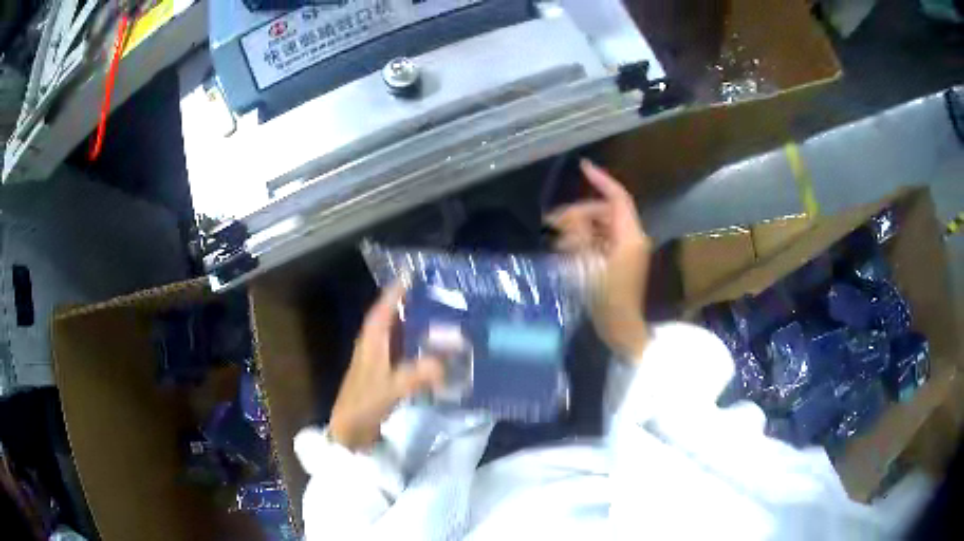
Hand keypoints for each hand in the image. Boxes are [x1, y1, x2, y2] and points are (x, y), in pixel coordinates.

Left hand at [329, 284, 444, 450]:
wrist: (350, 428)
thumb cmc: (365, 402)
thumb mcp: (392, 387)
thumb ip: (417, 374)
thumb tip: (444, 363)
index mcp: (371, 341)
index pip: (382, 310)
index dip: (394, 293)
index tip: (409, 276)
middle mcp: (373, 345)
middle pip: (390, 319)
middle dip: (408, 305)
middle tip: (434, 295)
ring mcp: (377, 360)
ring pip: (396, 336)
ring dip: (412, 326)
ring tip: (438, 318)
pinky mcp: (382, 374)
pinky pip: (401, 353)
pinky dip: (414, 347)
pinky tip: (431, 351)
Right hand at [546, 159, 651, 361]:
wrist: (620, 329)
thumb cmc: (606, 299)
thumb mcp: (587, 264)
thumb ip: (579, 235)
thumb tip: (569, 216)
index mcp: (630, 236)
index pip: (617, 198)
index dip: (600, 180)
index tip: (582, 167)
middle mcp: (632, 238)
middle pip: (605, 212)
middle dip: (580, 213)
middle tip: (553, 223)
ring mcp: (628, 251)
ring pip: (602, 226)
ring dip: (580, 228)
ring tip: (558, 240)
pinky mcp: (622, 262)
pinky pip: (602, 240)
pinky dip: (586, 240)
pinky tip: (569, 250)